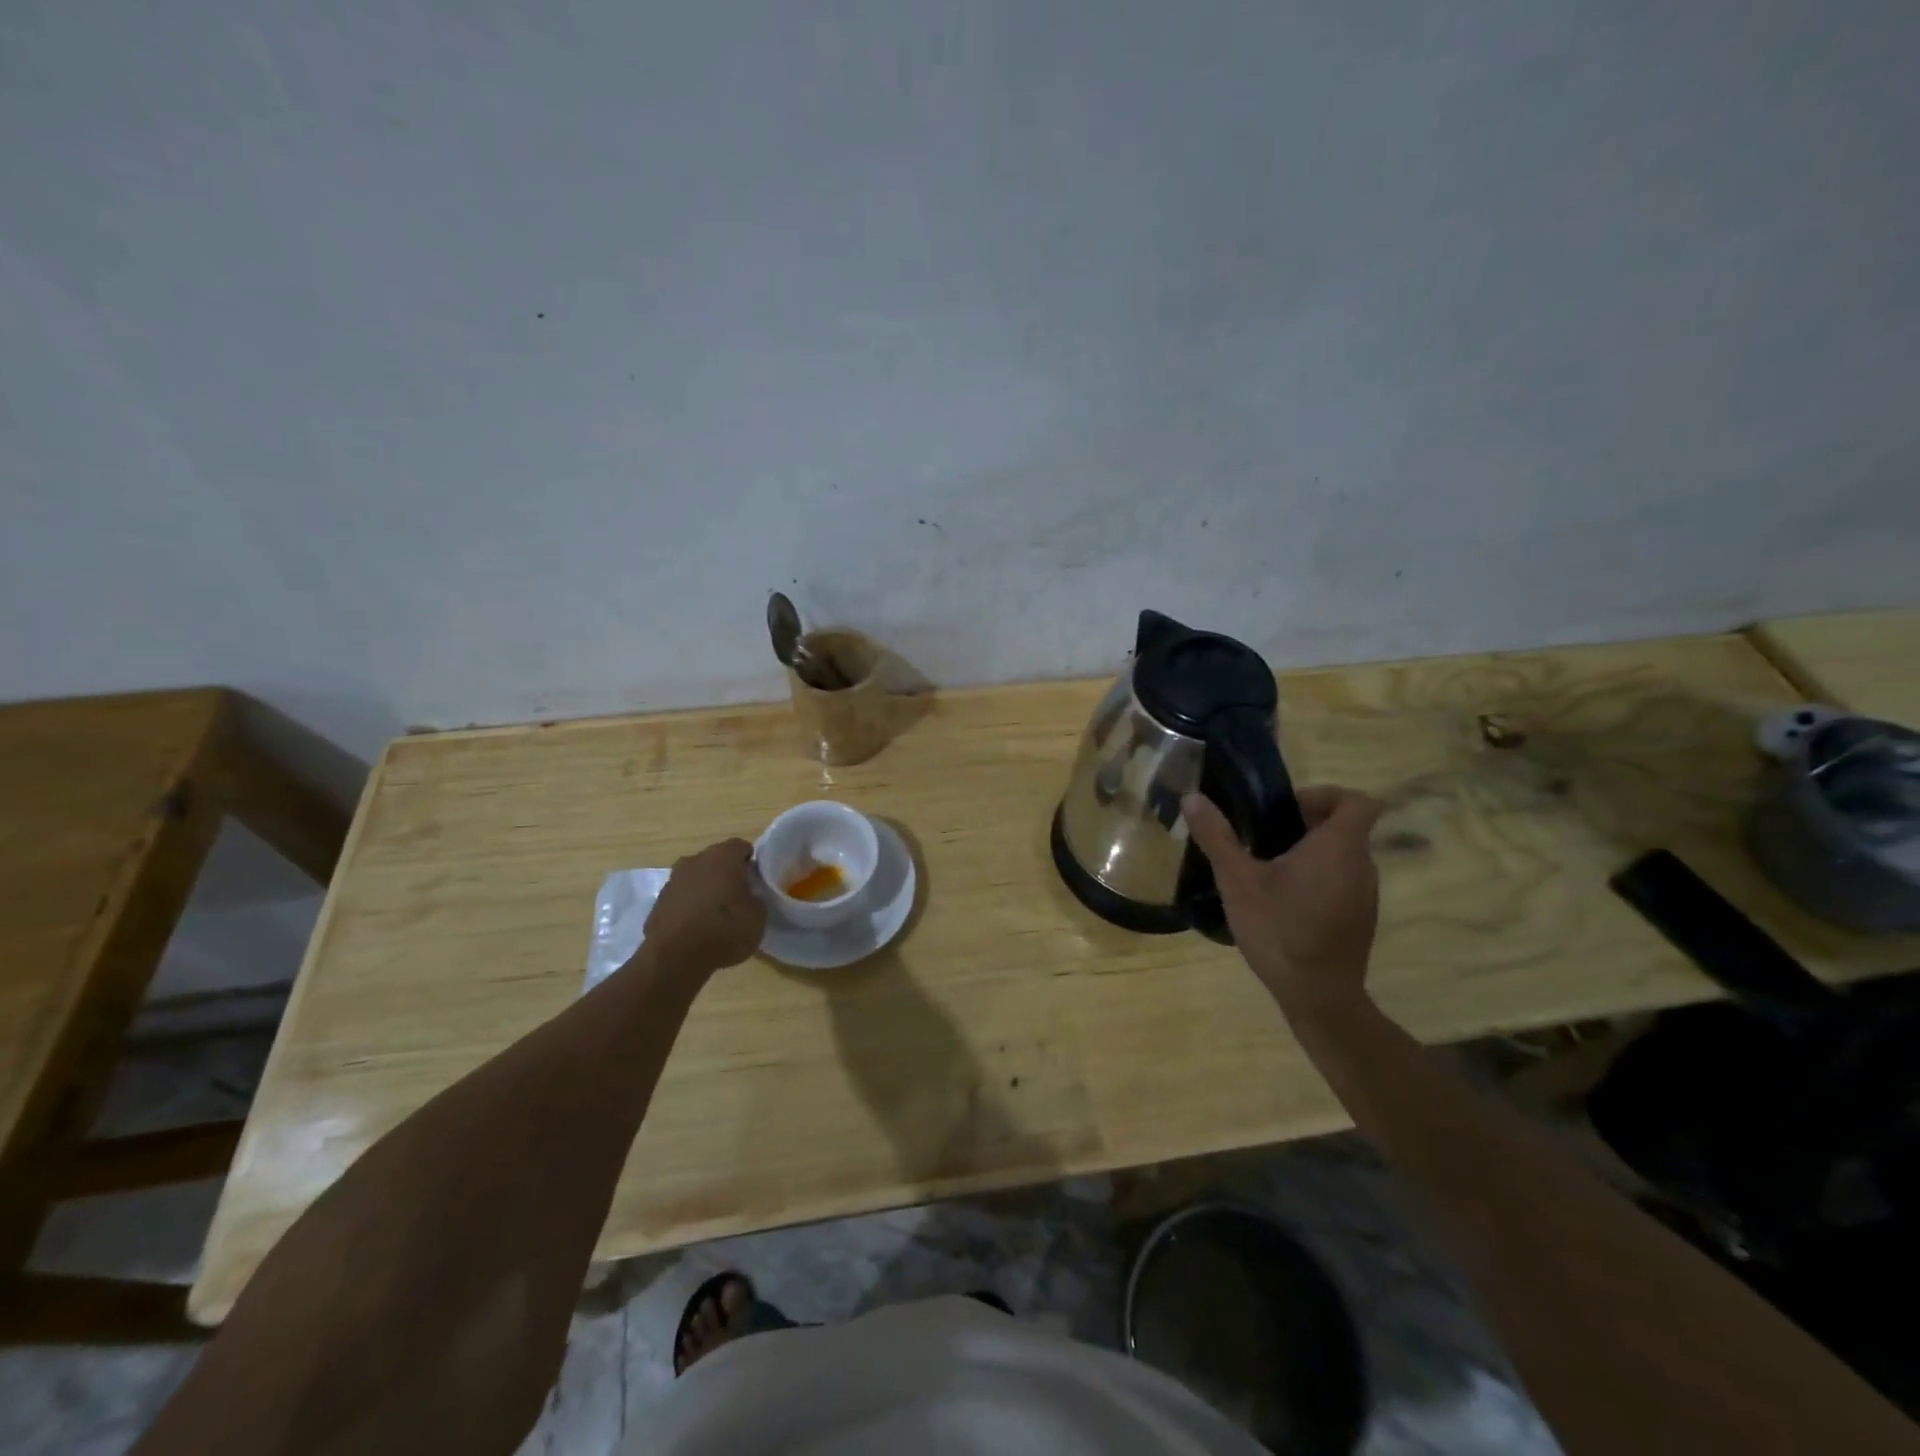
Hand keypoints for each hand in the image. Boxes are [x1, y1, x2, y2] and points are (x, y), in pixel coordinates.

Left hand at [642, 838, 766, 975]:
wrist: (674, 959)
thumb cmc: (724, 930)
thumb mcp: (758, 917)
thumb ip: (756, 898)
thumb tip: (749, 896)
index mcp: (722, 856)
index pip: (741, 847)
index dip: (751, 862)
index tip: (757, 881)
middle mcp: (695, 860)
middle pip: (716, 860)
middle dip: (727, 874)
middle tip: (739, 897)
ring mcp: (672, 881)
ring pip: (696, 878)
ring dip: (706, 890)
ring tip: (717, 915)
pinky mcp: (657, 903)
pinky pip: (681, 898)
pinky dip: (690, 907)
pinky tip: (697, 928)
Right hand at [1181, 786, 1383, 1021]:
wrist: (1319, 997)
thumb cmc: (1280, 930)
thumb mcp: (1238, 881)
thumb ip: (1217, 836)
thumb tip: (1192, 798)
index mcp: (1338, 847)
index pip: (1357, 800)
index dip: (1325, 795)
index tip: (1287, 809)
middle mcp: (1361, 865)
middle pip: (1345, 827)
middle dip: (1305, 824)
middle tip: (1263, 838)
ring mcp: (1365, 894)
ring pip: (1342, 856)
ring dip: (1310, 853)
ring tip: (1267, 869)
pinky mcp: (1360, 918)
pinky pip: (1342, 881)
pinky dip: (1317, 878)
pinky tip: (1283, 902)